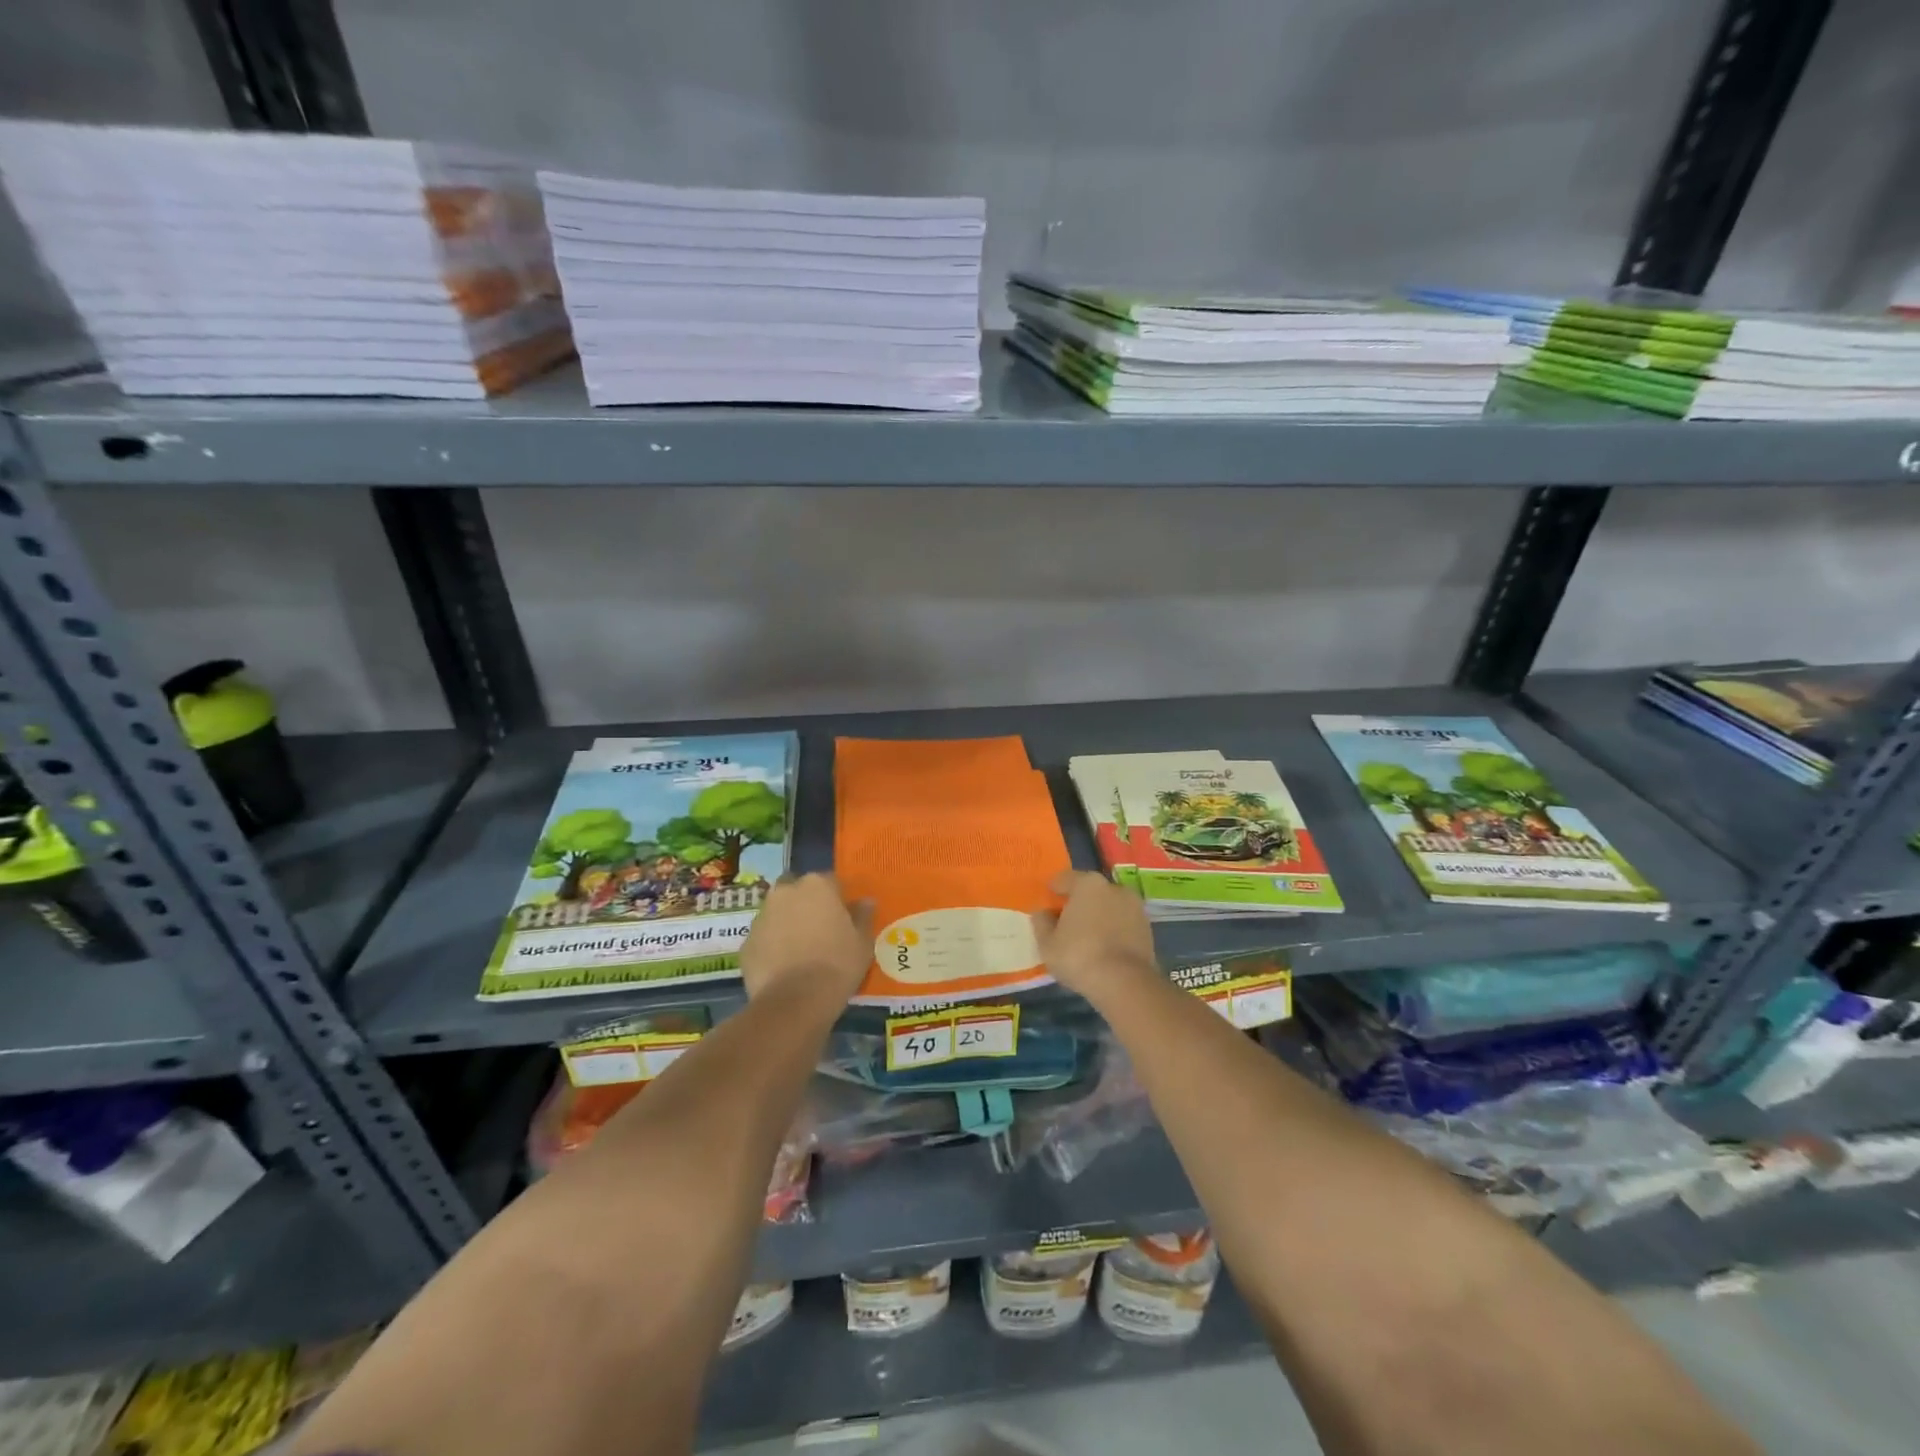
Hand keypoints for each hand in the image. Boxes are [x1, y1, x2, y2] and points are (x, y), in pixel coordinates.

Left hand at [740, 873, 873, 1003]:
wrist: (795, 1001)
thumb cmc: (837, 964)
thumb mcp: (862, 942)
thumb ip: (863, 916)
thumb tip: (865, 902)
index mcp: (816, 885)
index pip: (830, 881)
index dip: (837, 898)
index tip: (843, 917)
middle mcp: (785, 893)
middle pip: (796, 890)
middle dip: (805, 903)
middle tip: (819, 928)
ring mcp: (761, 917)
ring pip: (776, 912)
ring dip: (786, 923)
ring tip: (800, 950)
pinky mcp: (746, 943)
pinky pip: (763, 938)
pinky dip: (772, 946)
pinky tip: (783, 966)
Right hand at [1031, 869, 1160, 1003]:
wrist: (1125, 983)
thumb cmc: (1079, 956)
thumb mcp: (1047, 943)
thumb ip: (1042, 923)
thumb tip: (1043, 913)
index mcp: (1087, 884)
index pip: (1065, 879)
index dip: (1053, 890)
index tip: (1047, 902)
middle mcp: (1113, 887)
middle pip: (1089, 891)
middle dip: (1077, 903)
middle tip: (1065, 922)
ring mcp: (1134, 907)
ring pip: (1108, 907)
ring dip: (1097, 916)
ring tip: (1086, 937)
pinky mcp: (1147, 928)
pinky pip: (1122, 923)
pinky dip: (1112, 930)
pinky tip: (1103, 947)